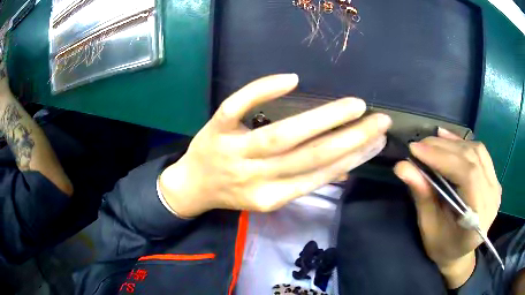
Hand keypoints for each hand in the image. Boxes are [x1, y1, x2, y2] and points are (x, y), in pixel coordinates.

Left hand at [160, 74, 391, 216]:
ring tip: (355, 105)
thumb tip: (345, 168)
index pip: (321, 175)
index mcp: (272, 197)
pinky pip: (238, 107)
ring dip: (324, 118)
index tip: (378, 140)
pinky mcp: (216, 129)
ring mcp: (234, 151)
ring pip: (283, 135)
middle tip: (379, 120)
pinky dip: (262, 91)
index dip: (354, 157)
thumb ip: (304, 183)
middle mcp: (256, 177)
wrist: (193, 185)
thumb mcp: (268, 196)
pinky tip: (291, 79)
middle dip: (352, 138)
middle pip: (310, 156)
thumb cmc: (233, 191)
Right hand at [394, 128, 500, 287]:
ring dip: (452, 144)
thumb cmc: (443, 245)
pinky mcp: (493, 177)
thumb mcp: (429, 227)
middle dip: (443, 148)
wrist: (460, 250)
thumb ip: (422, 196)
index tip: (415, 149)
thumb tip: (403, 167)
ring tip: (430, 143)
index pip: (468, 176)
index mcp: (479, 218)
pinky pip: (480, 152)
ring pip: (476, 151)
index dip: (443, 158)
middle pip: (472, 159)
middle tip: (418, 146)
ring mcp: (495, 185)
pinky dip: (461, 143)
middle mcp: (492, 198)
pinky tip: (446, 138)